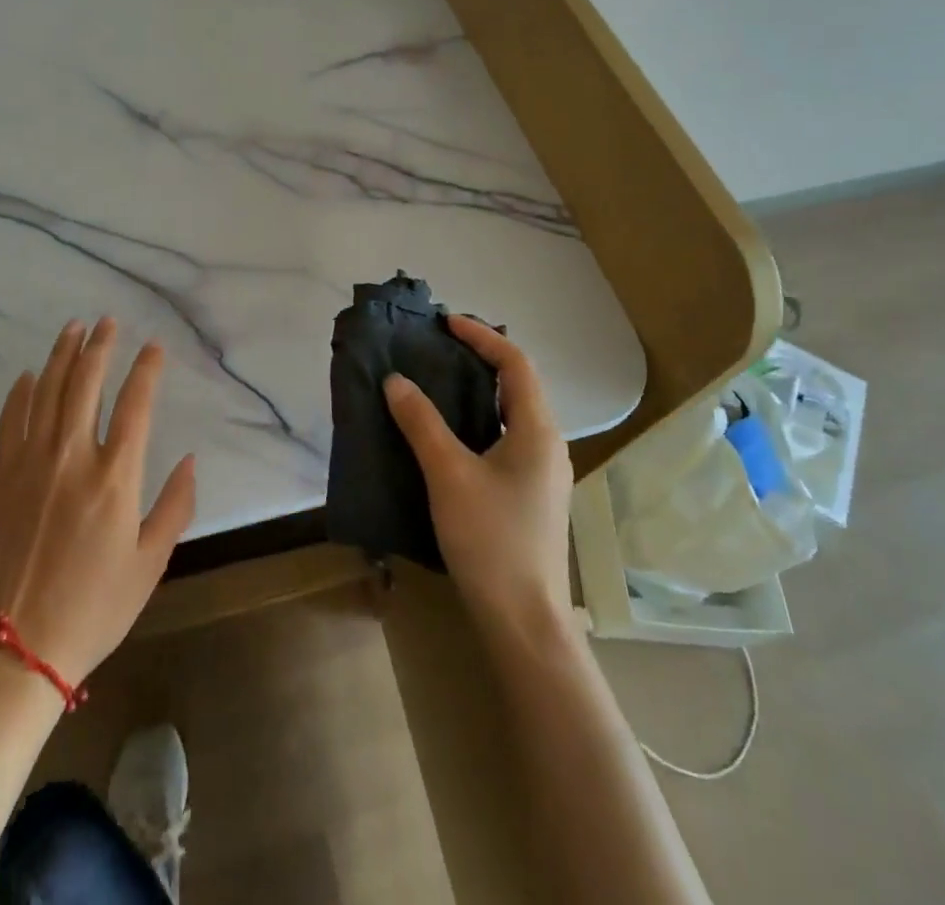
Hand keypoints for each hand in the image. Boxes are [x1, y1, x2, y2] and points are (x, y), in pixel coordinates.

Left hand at [0, 318, 195, 683]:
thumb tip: (191, 460)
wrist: (17, 646)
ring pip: (48, 392)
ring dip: (62, 355)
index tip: (154, 346)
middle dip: (100, 346)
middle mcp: (73, 458)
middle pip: (86, 383)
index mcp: (116, 477)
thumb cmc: (95, 607)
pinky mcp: (3, 478)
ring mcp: (32, 464)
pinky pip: (10, 422)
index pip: (136, 404)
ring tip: (73, 328)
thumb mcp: (150, 563)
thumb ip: (175, 506)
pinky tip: (30, 375)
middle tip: (108, 321)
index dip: (147, 369)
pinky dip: (20, 393)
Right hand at [384, 315, 574, 634]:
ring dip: (480, 390)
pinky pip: (507, 437)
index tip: (445, 323)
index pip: (515, 363)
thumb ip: (422, 423)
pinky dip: (480, 420)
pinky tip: (451, 433)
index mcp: (538, 430)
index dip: (481, 336)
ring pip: (513, 413)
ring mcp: (544, 472)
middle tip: (438, 348)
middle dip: (481, 358)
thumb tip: (396, 381)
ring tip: (439, 382)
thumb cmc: (490, 540)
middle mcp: (549, 444)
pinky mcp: (532, 494)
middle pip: (518, 384)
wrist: (524, 621)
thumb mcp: (449, 475)